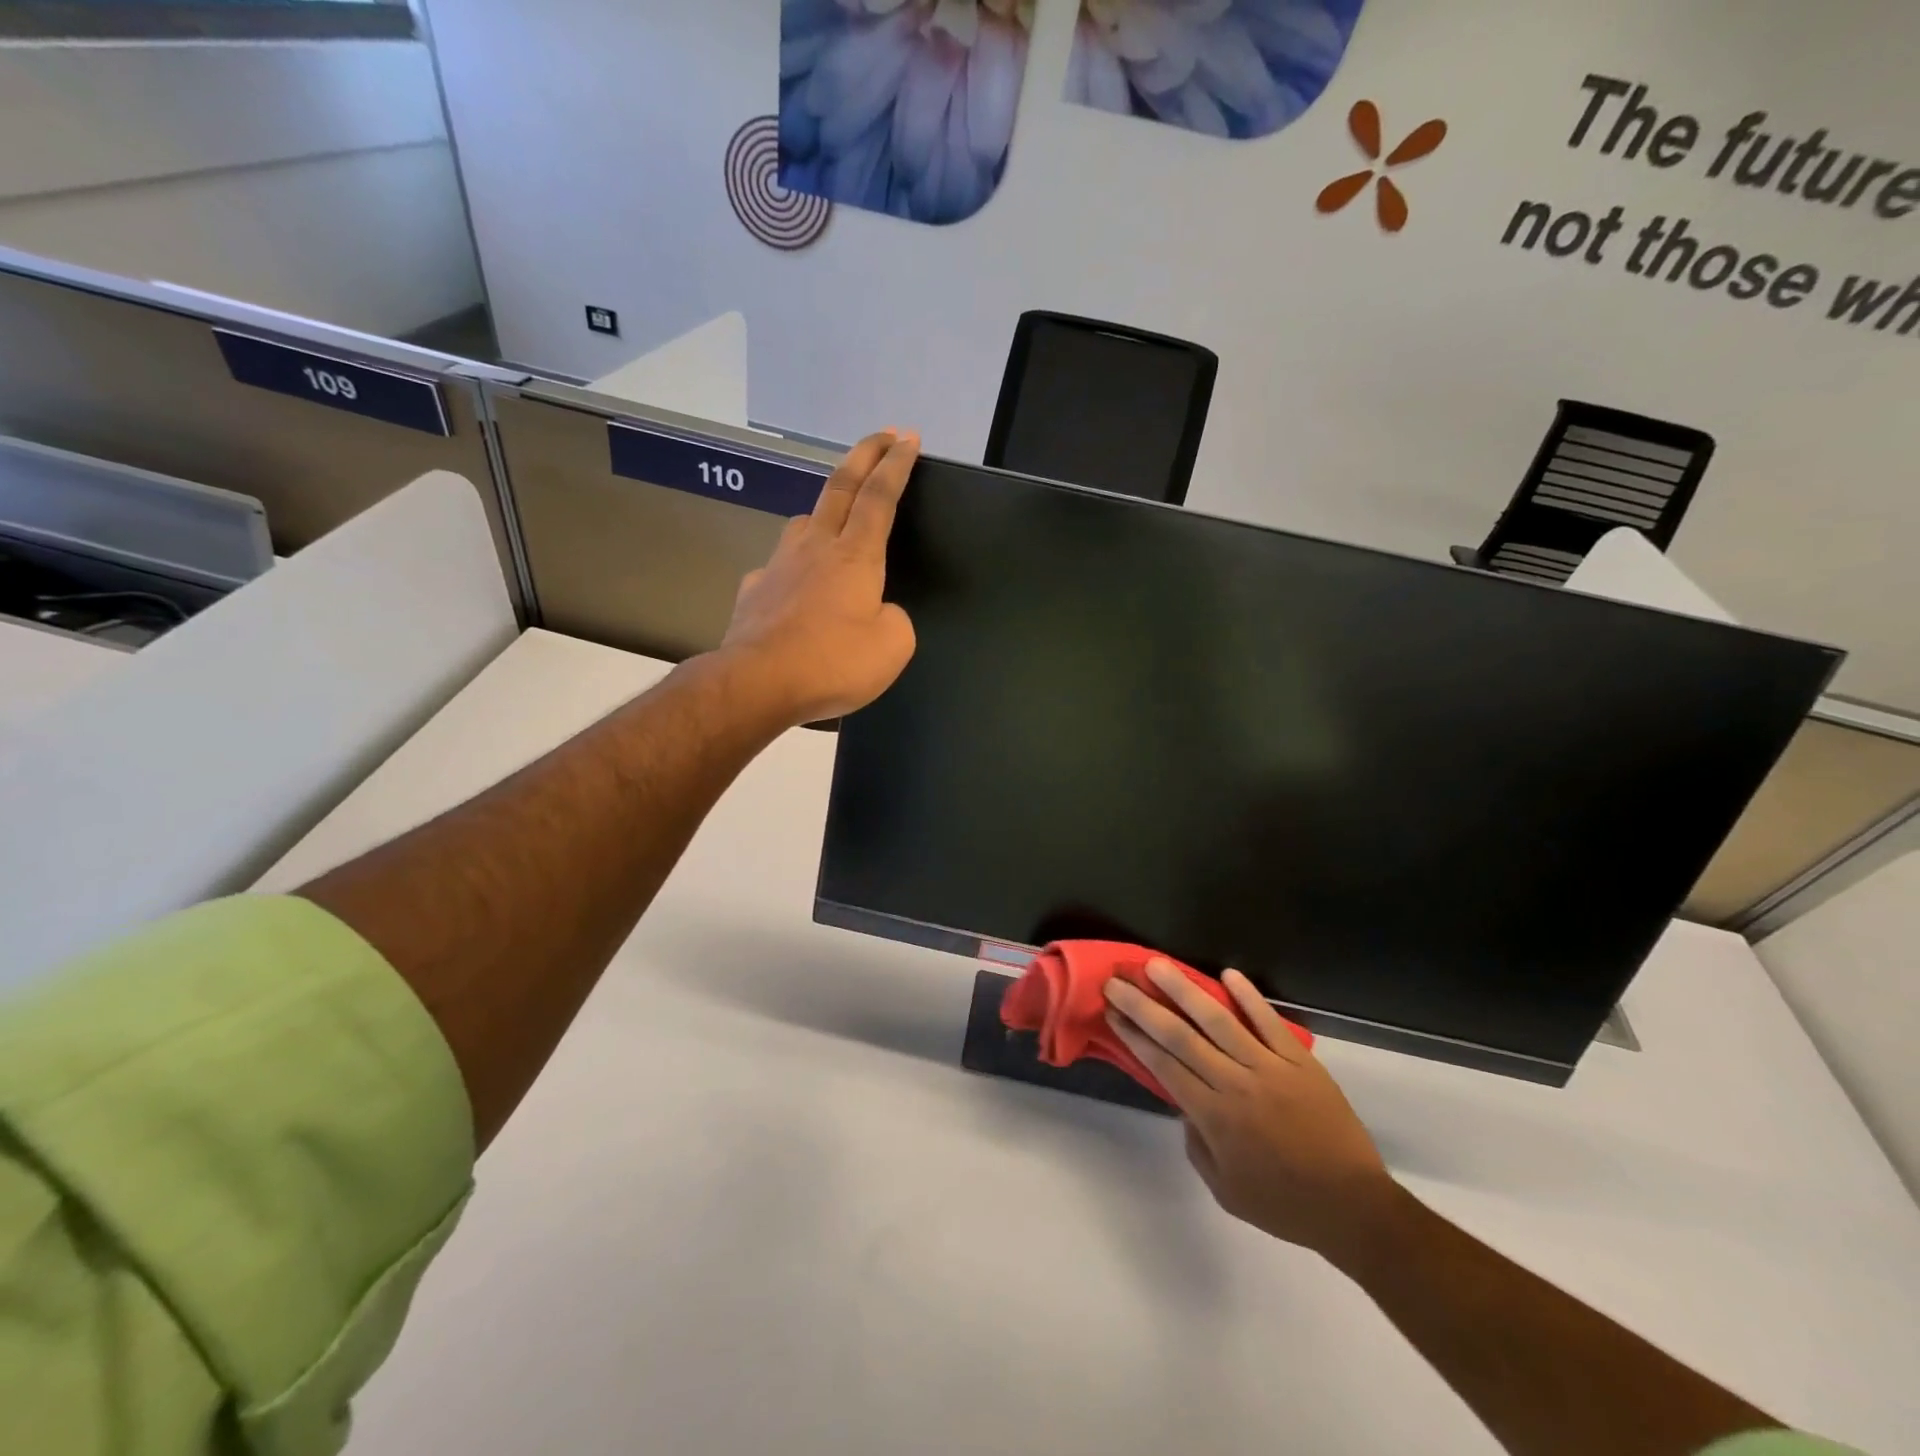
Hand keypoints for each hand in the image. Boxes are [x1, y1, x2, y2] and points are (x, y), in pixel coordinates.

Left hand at [721, 429, 919, 725]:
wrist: (757, 684)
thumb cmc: (833, 663)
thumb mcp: (892, 646)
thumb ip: (894, 618)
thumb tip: (877, 611)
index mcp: (855, 556)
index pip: (879, 497)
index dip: (896, 465)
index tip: (907, 438)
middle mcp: (815, 548)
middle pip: (839, 488)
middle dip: (864, 456)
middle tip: (881, 437)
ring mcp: (778, 566)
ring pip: (803, 521)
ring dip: (825, 507)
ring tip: (836, 516)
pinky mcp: (754, 590)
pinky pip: (778, 567)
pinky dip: (794, 565)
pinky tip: (795, 585)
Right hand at [1105, 962, 1400, 1263]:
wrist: (1354, 1207)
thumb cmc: (1284, 1204)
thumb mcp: (1225, 1190)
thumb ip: (1197, 1144)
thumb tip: (1185, 1105)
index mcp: (1214, 1116)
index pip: (1163, 1064)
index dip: (1134, 1036)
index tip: (1112, 1012)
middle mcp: (1235, 1083)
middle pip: (1179, 1036)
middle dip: (1143, 1006)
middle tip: (1117, 981)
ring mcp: (1269, 1067)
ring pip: (1218, 1019)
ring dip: (1184, 990)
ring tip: (1157, 965)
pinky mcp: (1300, 1061)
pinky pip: (1270, 1022)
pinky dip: (1249, 997)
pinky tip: (1228, 975)